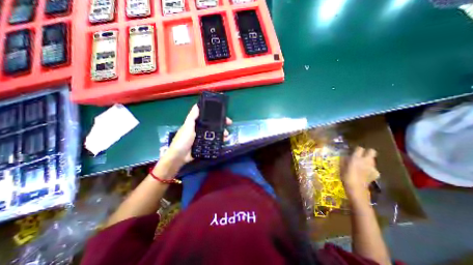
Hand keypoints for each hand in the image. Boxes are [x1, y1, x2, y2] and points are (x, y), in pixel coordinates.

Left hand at [165, 104, 232, 164]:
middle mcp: (200, 130)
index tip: (223, 116)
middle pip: (213, 126)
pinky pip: (213, 142)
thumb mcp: (187, 127)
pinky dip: (219, 141)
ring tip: (227, 135)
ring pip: (214, 134)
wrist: (179, 157)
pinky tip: (224, 141)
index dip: (215, 116)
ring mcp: (202, 138)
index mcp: (196, 124)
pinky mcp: (204, 146)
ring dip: (221, 133)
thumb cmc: (183, 140)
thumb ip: (192, 117)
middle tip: (229, 125)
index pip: (207, 118)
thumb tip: (196, 105)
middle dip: (221, 125)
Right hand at [342, 147, 379, 200]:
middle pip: (372, 151)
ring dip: (368, 161)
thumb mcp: (341, 167)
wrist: (356, 189)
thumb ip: (344, 160)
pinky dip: (370, 169)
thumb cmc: (346, 176)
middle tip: (361, 155)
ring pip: (372, 160)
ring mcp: (373, 167)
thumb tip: (345, 156)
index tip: (353, 152)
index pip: (359, 148)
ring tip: (361, 165)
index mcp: (356, 158)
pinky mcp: (376, 174)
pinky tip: (365, 173)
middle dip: (367, 152)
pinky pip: (373, 169)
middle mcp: (366, 161)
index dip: (357, 149)